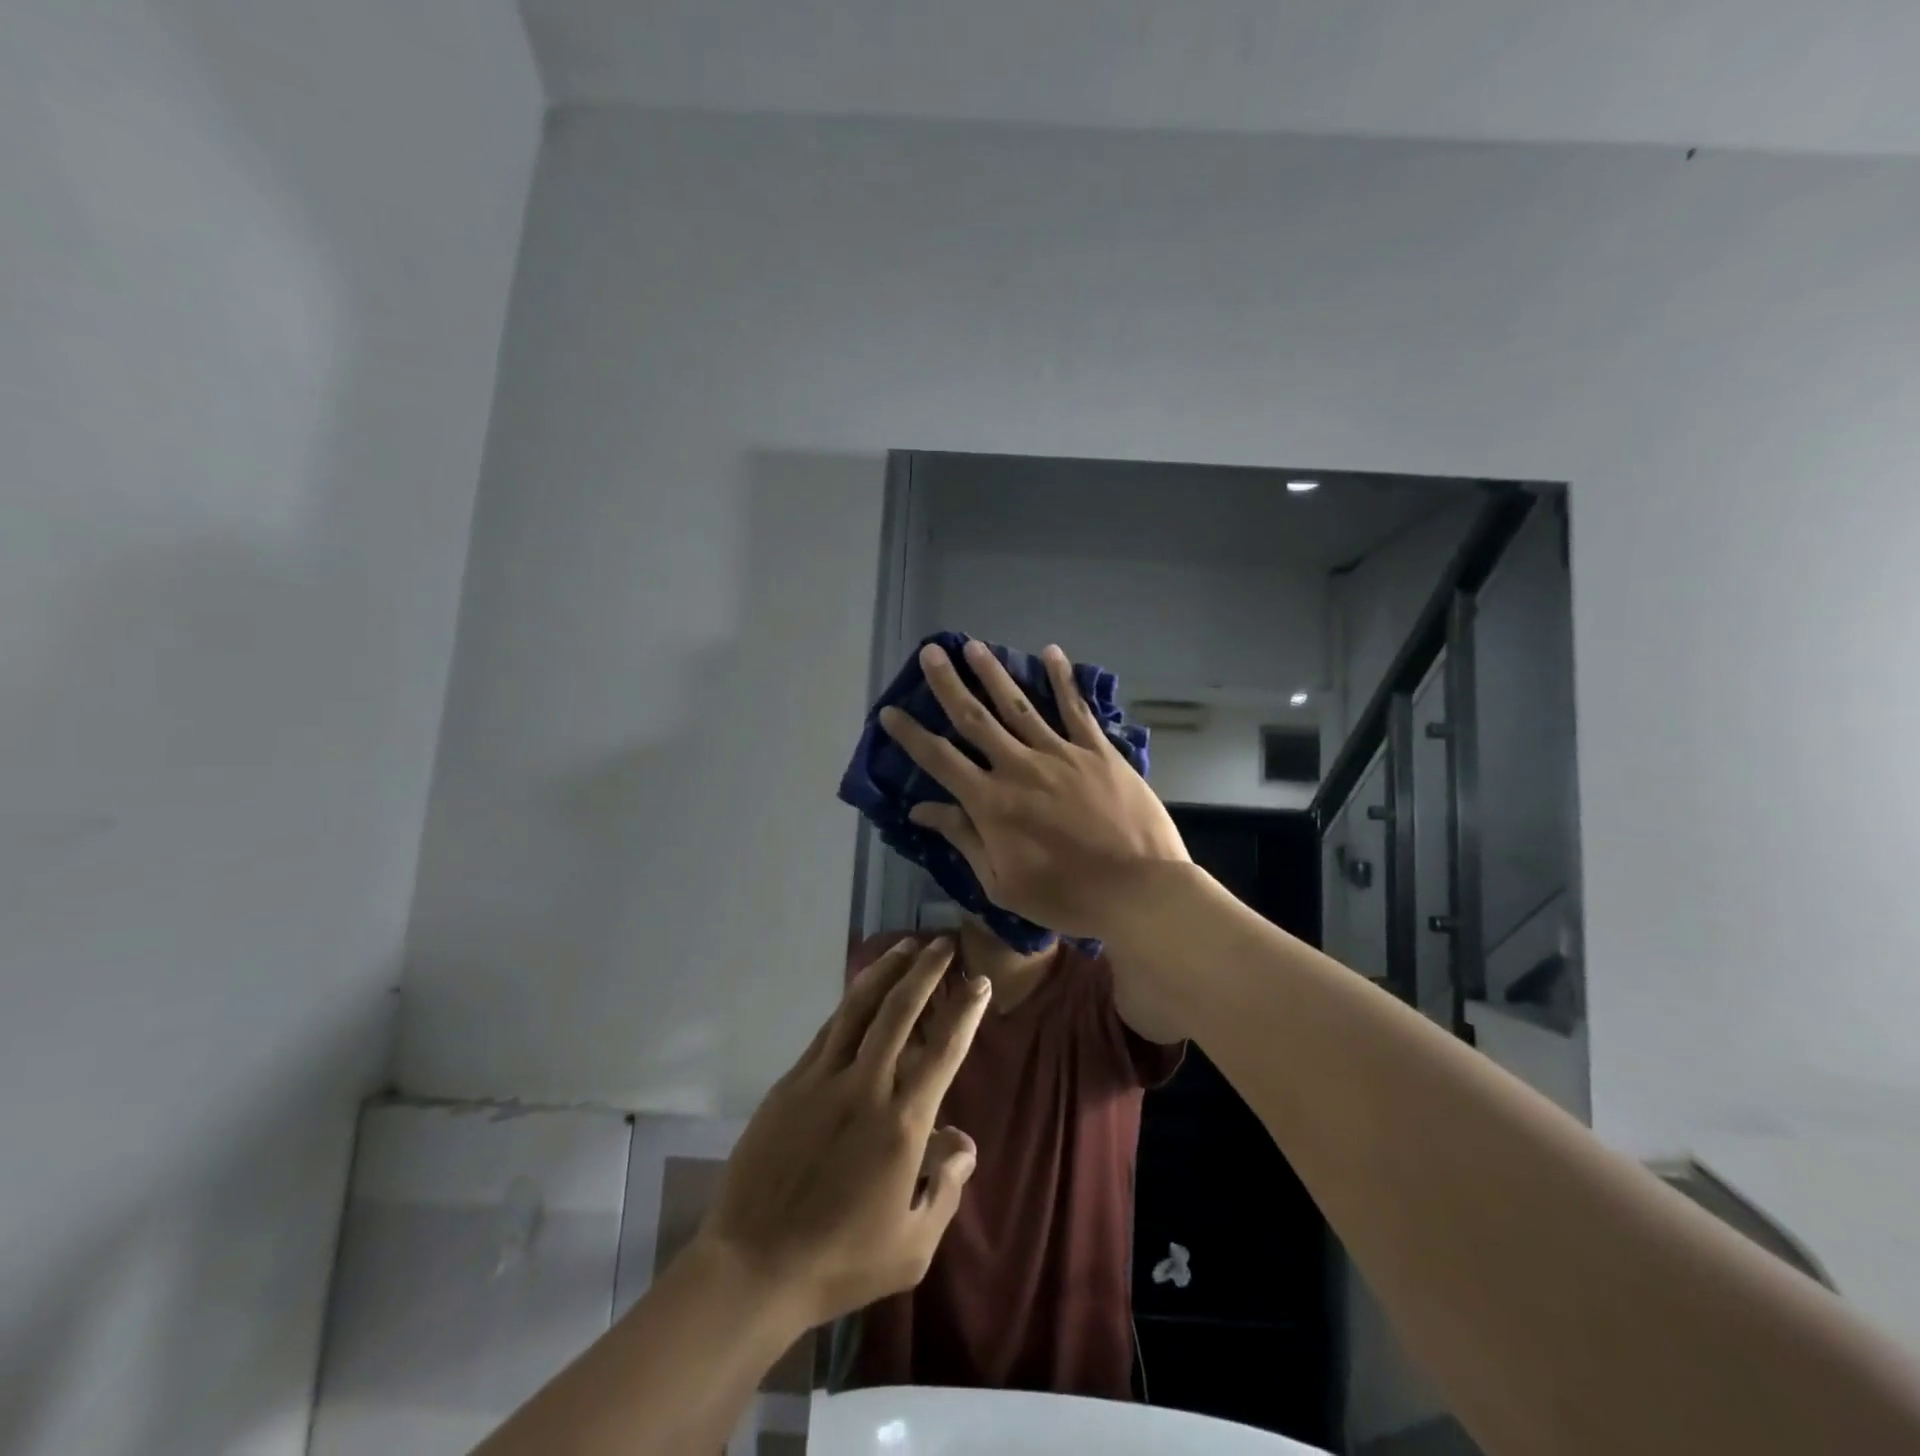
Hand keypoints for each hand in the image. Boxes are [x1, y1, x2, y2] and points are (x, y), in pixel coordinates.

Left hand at [695, 939, 989, 1328]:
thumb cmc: (840, 1262)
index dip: (965, 1011)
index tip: (978, 983)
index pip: (943, 1051)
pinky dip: (851, 1003)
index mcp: (901, 1124)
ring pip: (859, 1007)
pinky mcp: (791, 1083)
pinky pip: (828, 1030)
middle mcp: (865, 1087)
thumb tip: (963, 1140)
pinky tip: (862, 992)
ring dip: (886, 972)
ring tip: (905, 946)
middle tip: (943, 943)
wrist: (752, 1266)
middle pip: (899, 1010)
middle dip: (925, 970)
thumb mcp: (912, 1246)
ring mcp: (822, 1079)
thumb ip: (946, 1188)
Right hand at [879, 639, 1188, 939]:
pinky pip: (1076, 709)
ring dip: (994, 673)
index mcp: (992, 803)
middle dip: (948, 684)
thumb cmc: (1066, 897)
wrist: (1138, 891)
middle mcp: (1019, 767)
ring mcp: (1061, 754)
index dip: (911, 734)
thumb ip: (964, 839)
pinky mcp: (1098, 751)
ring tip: (974, 646)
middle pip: (975, 718)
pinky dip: (1063, 679)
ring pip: (1019, 705)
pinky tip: (1051, 652)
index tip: (890, 711)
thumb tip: (922, 809)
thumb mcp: (1002, 883)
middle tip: (931, 652)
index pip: (940, 760)